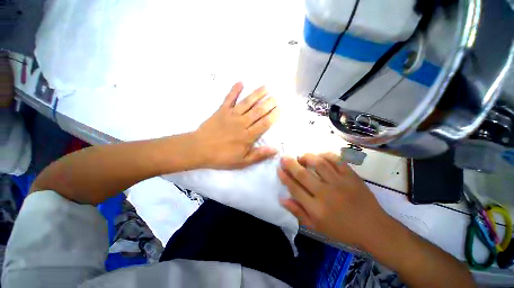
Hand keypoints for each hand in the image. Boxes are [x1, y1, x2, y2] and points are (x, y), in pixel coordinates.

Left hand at [193, 82, 278, 168]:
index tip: (280, 109)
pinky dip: (234, 90)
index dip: (273, 116)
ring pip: (247, 102)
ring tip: (266, 87)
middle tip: (276, 97)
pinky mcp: (221, 110)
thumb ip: (259, 155)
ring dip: (257, 94)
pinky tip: (240, 82)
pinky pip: (229, 98)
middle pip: (258, 111)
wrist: (199, 149)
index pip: (265, 123)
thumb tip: (275, 149)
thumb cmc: (222, 156)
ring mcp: (231, 114)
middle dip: (269, 103)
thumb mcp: (242, 161)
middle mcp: (242, 122)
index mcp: (248, 136)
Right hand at [278, 153, 390, 247]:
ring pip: (319, 164)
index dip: (284, 177)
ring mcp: (340, 183)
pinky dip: (326, 155)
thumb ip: (298, 213)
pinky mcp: (352, 176)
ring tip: (302, 156)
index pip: (295, 188)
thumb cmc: (342, 230)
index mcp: (316, 208)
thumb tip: (282, 199)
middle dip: (290, 164)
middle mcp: (326, 194)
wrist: (373, 228)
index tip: (279, 169)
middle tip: (284, 157)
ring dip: (307, 157)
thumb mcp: (317, 227)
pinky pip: (337, 161)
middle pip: (303, 174)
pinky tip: (320, 155)